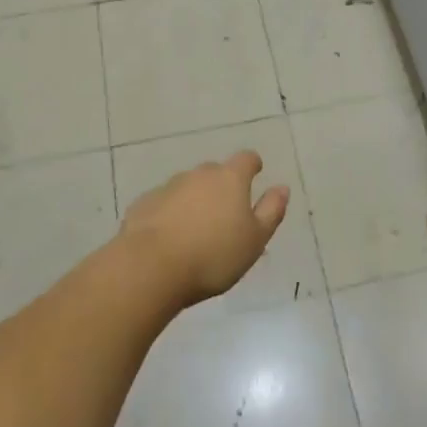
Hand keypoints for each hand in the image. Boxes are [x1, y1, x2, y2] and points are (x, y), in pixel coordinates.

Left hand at [119, 151, 288, 306]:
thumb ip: (271, 211)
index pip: (246, 159)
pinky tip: (169, 239)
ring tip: (196, 232)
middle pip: (215, 173)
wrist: (151, 267)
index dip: (252, 165)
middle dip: (221, 187)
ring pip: (188, 188)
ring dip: (194, 201)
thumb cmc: (213, 255)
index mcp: (230, 179)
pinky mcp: (144, 204)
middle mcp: (199, 175)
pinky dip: (170, 215)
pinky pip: (164, 204)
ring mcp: (168, 187)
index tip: (255, 173)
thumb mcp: (255, 240)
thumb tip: (282, 188)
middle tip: (225, 215)